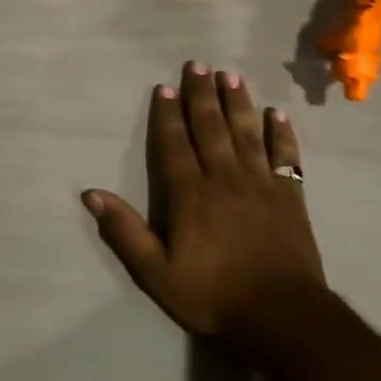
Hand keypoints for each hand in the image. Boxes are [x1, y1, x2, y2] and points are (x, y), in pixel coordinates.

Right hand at [84, 63, 326, 353]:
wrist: (282, 316)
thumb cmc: (213, 295)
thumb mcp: (157, 273)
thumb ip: (125, 231)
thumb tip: (90, 194)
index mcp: (190, 194)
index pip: (175, 144)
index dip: (168, 115)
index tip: (165, 87)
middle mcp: (224, 178)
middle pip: (211, 127)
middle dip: (202, 94)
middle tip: (198, 64)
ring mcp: (261, 184)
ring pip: (246, 132)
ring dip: (237, 103)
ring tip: (231, 75)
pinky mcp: (290, 196)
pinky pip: (286, 156)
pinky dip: (281, 134)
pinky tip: (276, 114)